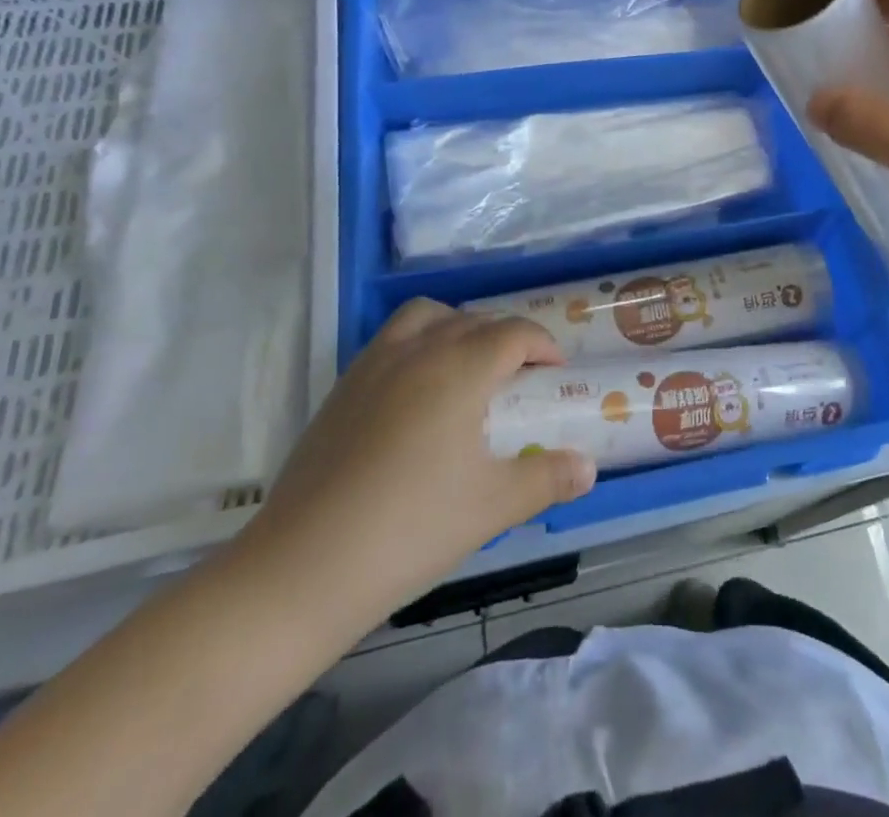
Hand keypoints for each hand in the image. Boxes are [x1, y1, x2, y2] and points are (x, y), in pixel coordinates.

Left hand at [227, 300, 595, 639]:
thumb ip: (546, 478)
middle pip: (474, 320)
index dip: (543, 344)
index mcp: (460, 368)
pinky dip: (418, 344)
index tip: (556, 372)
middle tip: (520, 378)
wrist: (301, 570)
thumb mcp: (493, 506)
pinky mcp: (342, 389)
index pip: (514, 332)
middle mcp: (418, 350)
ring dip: (457, 327)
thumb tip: (588, 468)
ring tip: (468, 368)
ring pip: (426, 317)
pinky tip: (418, 395)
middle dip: (506, 337)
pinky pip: (391, 340)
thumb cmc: (410, 530)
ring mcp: (373, 365)